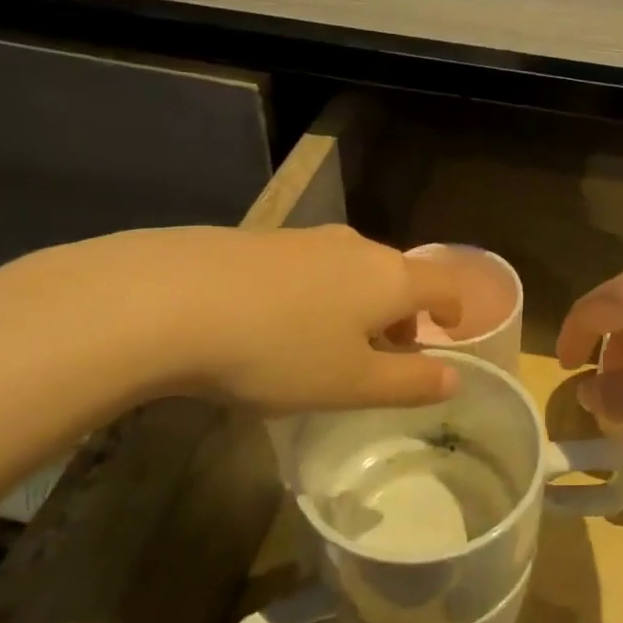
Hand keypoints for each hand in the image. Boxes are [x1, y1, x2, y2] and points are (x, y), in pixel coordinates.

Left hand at [36, 225, 464, 414]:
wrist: (168, 301)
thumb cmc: (279, 351)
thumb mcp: (352, 384)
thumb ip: (410, 383)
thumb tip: (454, 378)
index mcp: (390, 278)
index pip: (444, 285)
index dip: (454, 311)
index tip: (448, 333)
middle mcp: (355, 247)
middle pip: (397, 276)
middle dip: (401, 314)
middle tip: (385, 353)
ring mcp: (304, 238)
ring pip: (351, 270)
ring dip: (357, 305)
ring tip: (330, 344)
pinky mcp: (258, 240)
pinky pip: (309, 268)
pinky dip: (316, 295)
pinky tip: (278, 325)